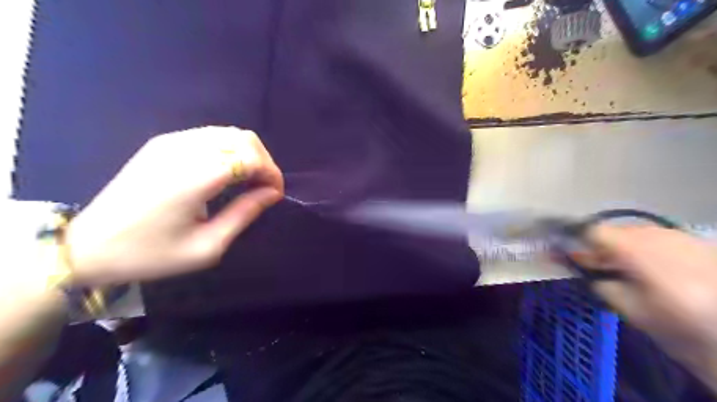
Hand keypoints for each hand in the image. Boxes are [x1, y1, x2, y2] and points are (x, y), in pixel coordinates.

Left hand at [63, 127, 282, 287]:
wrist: (88, 246)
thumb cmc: (152, 253)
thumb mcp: (207, 246)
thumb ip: (244, 214)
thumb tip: (272, 193)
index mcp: (195, 177)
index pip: (250, 158)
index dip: (271, 174)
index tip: (275, 195)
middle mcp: (184, 150)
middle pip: (244, 139)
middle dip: (264, 162)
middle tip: (265, 188)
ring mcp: (171, 142)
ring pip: (229, 132)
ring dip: (248, 154)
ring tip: (249, 181)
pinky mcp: (162, 142)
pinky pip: (210, 135)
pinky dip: (230, 149)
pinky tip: (227, 172)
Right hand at [588, 226, 716, 392]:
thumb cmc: (676, 323)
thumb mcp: (627, 308)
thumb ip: (597, 282)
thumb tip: (576, 267)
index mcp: (633, 249)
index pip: (590, 232)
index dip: (572, 240)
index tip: (560, 252)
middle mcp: (654, 234)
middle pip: (610, 231)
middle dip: (596, 246)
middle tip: (590, 265)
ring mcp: (676, 235)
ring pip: (631, 234)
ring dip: (618, 248)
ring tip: (620, 269)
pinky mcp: (693, 241)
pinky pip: (653, 238)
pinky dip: (640, 249)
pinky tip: (646, 268)